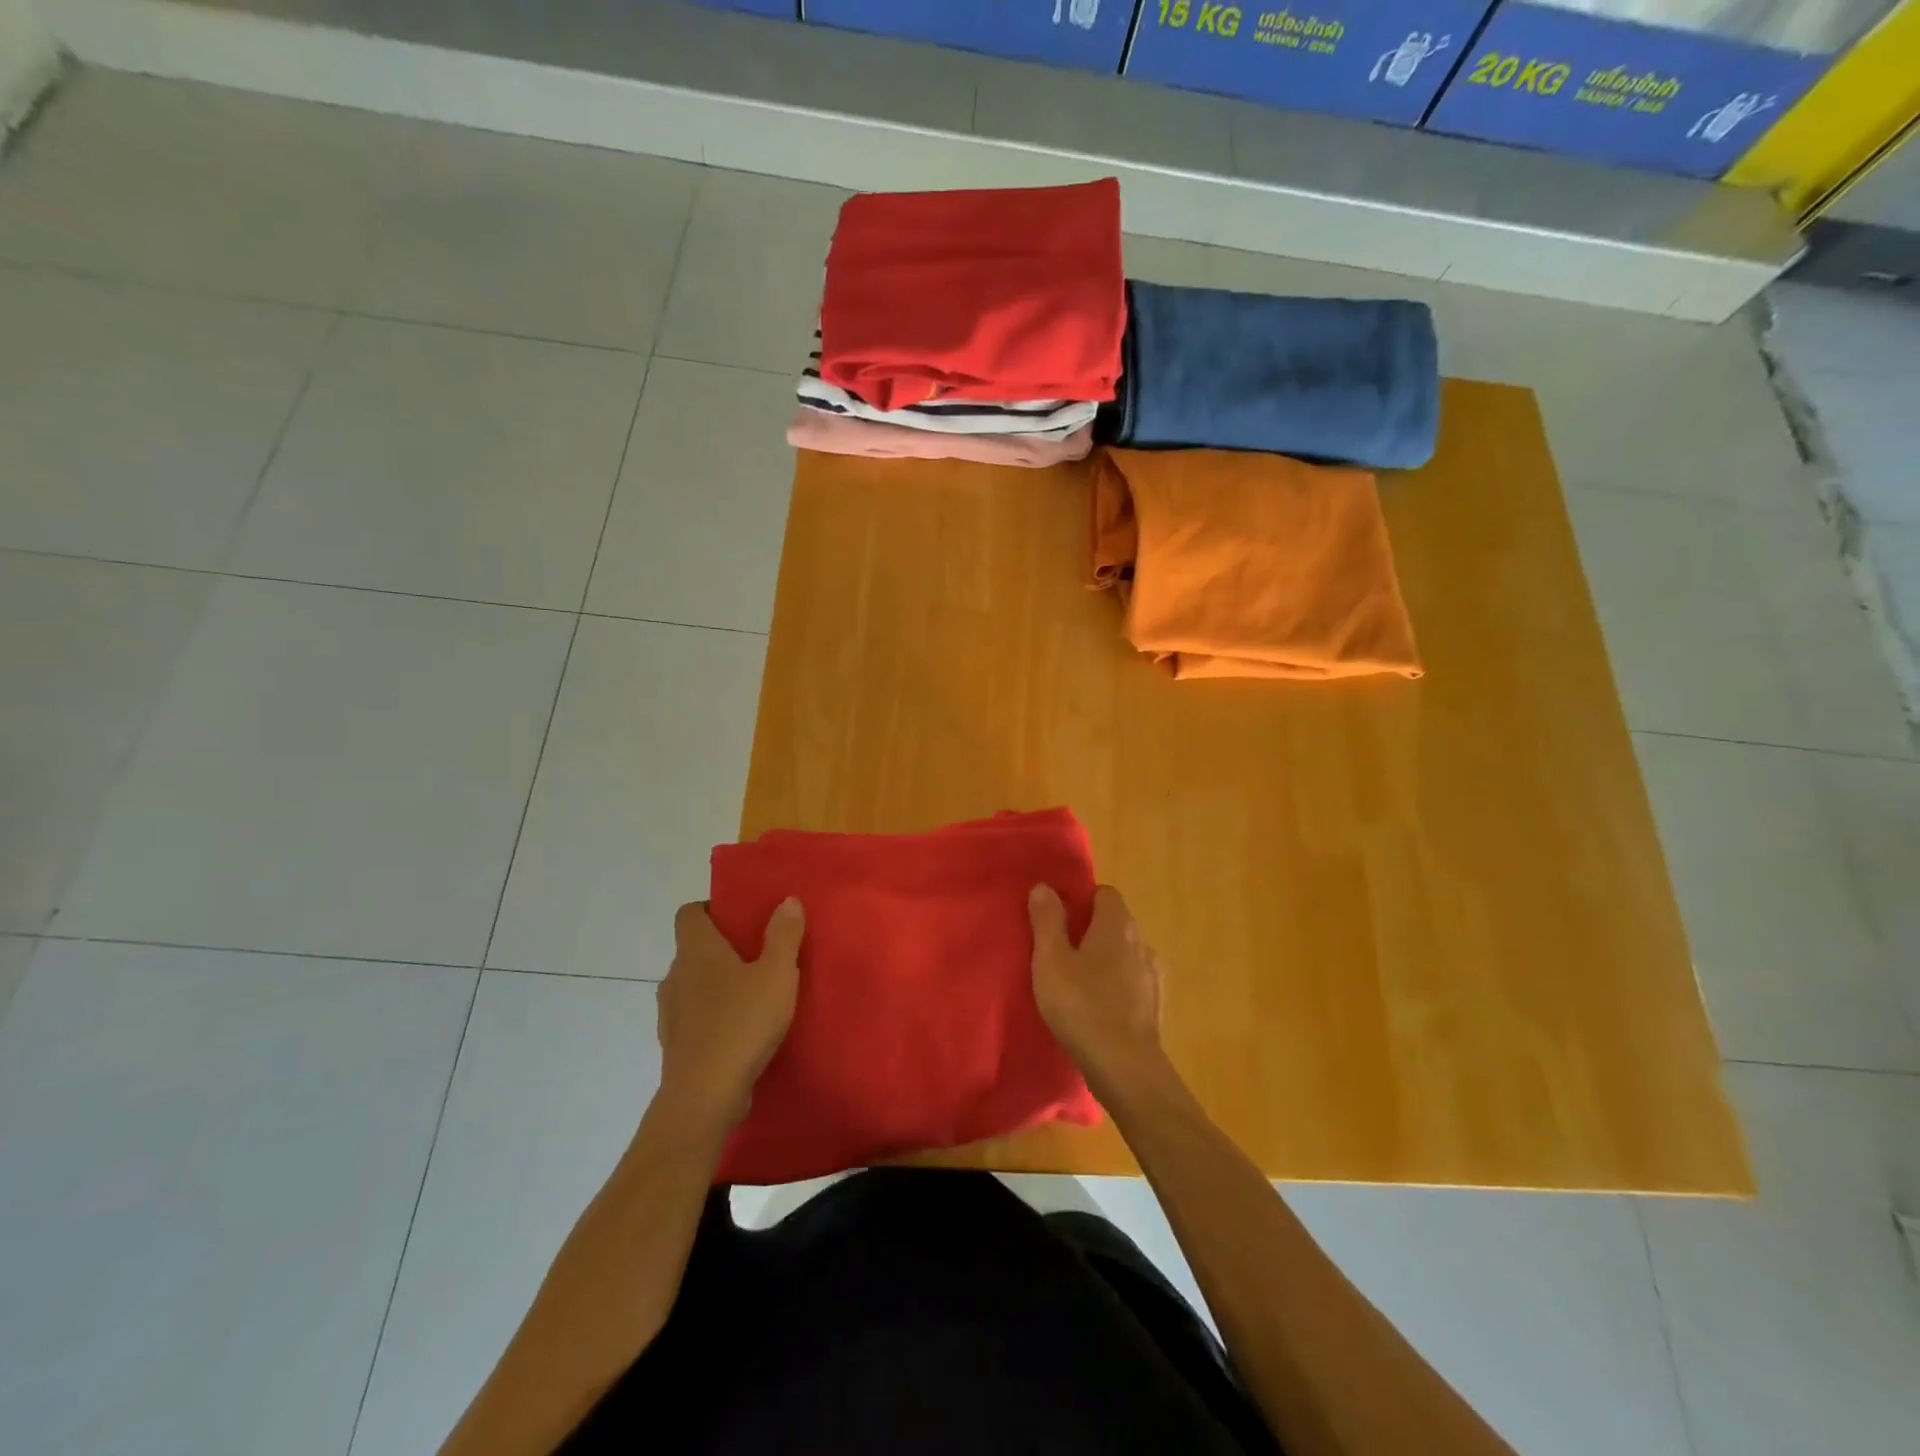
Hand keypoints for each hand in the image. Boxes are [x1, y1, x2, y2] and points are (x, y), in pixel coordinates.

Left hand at [655, 899, 803, 1134]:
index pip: (689, 913)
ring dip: (718, 983)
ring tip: (755, 993)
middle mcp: (676, 975)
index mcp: (696, 951)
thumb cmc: (742, 1024)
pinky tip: (742, 1028)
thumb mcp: (777, 974)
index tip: (742, 918)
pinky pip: (694, 1015)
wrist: (704, 1097)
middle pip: (694, 948)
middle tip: (760, 954)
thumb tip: (787, 900)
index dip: (712, 909)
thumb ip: (784, 935)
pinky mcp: (675, 1044)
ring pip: (694, 983)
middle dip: (723, 948)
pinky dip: (714, 1014)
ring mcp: (671, 1012)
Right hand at [1028, 884, 1167, 1098]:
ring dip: (1104, 960)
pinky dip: (1115, 986)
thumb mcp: (1051, 960)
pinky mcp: (1155, 1006)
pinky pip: (1132, 983)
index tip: (1059, 917)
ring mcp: (1152, 976)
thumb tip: (1044, 887)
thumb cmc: (1082, 1005)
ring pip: (1125, 954)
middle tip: (1060, 949)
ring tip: (1076, 981)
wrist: (1126, 1068)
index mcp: (1117, 925)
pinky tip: (1096, 1007)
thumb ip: (1047, 921)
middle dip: (1091, 929)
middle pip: (1116, 922)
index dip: (1082, 900)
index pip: (1105, 894)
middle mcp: (1141, 943)